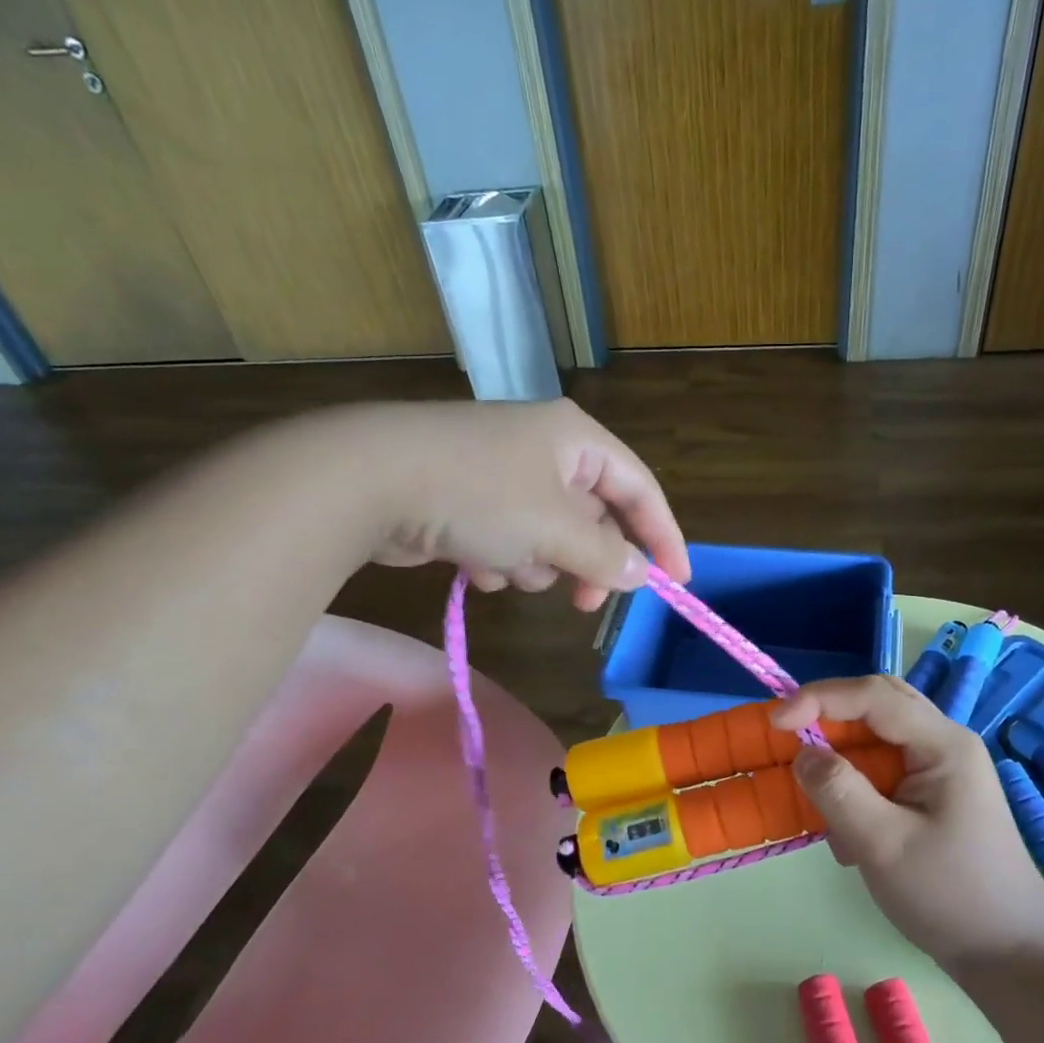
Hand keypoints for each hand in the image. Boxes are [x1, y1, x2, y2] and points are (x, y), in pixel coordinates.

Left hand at [355, 399, 688, 610]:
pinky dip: (500, 560)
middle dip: (585, 561)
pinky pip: (508, 541)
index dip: (662, 536)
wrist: (366, 481)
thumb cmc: (479, 494)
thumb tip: (639, 574)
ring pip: (549, 536)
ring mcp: (502, 474)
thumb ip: (605, 555)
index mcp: (576, 439)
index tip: (677, 583)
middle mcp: (544, 450)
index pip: (640, 488)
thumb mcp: (555, 529)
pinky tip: (473, 564)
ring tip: (507, 566)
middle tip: (584, 603)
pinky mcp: (467, 500)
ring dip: (536, 563)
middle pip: (593, 517)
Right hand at [771, 675, 1043, 970]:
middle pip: (877, 704)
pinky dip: (855, 786)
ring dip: (841, 757)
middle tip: (788, 737)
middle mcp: (944, 743)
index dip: (819, 699)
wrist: (1009, 953)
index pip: (873, 696)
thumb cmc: (950, 896)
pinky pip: (882, 767)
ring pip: (877, 735)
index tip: (775, 723)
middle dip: (829, 717)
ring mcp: (940, 768)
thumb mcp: (884, 845)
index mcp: (943, 744)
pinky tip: (849, 834)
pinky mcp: (931, 793)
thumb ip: (838, 791)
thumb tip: (802, 752)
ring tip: (819, 798)